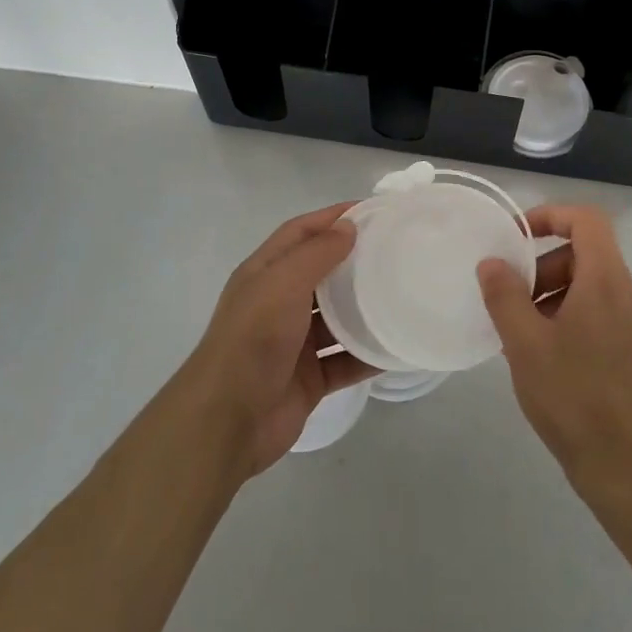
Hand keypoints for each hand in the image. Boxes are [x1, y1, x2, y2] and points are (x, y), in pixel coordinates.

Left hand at [180, 203, 376, 475]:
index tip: (372, 211)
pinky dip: (369, 354)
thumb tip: (348, 227)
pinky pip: (345, 360)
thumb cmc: (254, 339)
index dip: (331, 218)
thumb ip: (316, 253)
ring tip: (403, 294)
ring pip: (336, 318)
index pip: (300, 233)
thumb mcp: (282, 284)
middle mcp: (278, 303)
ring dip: (364, 308)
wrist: (228, 420)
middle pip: (321, 273)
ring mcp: (294, 343)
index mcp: (264, 274)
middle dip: (353, 260)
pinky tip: (398, 346)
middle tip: (395, 252)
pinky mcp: (310, 378)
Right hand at [478, 204, 631, 487]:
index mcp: (608, 282)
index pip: (587, 220)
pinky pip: (610, 318)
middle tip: (514, 304)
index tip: (517, 237)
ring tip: (528, 339)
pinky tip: (556, 363)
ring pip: (597, 291)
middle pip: (588, 257)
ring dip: (559, 299)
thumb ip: (505, 295)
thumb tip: (492, 262)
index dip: (550, 216)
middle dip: (545, 270)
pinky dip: (579, 322)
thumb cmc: (574, 399)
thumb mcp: (525, 345)